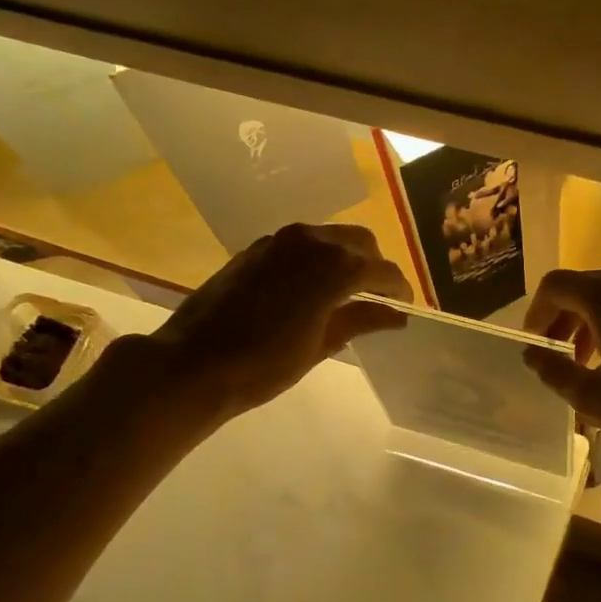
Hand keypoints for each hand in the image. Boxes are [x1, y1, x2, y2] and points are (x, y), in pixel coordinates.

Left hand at [140, 224, 411, 421]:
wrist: (194, 363)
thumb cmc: (265, 364)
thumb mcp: (322, 345)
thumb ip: (362, 321)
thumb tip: (397, 314)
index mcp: (335, 266)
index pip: (383, 270)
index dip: (399, 289)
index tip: (405, 307)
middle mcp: (311, 241)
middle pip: (360, 242)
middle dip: (375, 266)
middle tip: (378, 298)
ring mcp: (280, 240)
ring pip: (330, 237)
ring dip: (346, 259)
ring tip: (347, 294)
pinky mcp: (257, 248)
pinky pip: (302, 244)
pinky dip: (318, 259)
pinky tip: (311, 289)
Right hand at [523, 266, 600, 484]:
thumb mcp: (594, 399)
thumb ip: (554, 370)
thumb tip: (532, 354)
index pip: (558, 285)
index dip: (537, 312)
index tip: (534, 343)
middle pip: (591, 287)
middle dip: (568, 319)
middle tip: (558, 355)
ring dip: (598, 323)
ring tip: (591, 363)